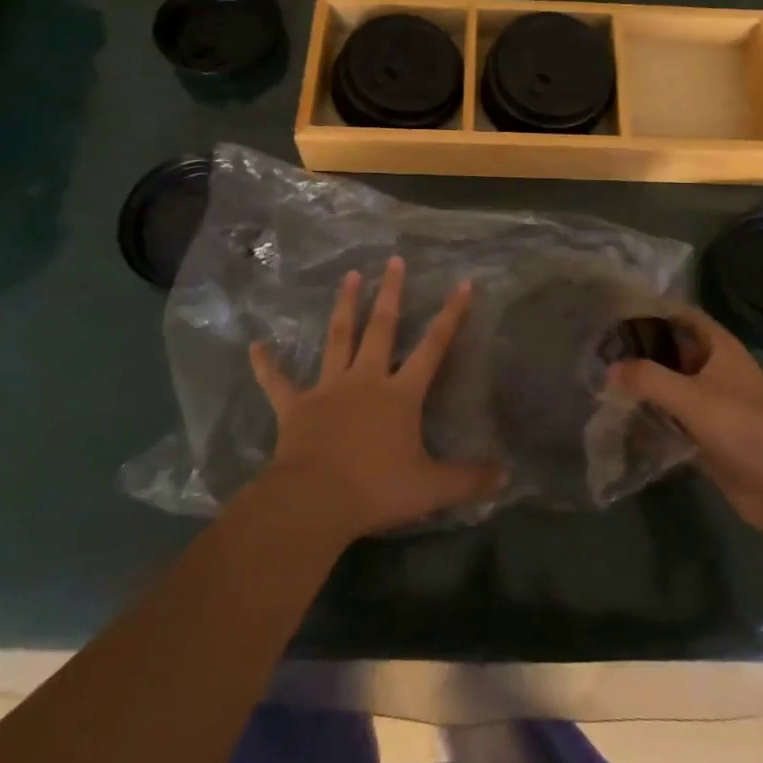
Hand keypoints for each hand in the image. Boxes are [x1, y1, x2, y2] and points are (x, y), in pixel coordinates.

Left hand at [249, 257, 503, 541]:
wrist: (314, 501)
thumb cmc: (376, 489)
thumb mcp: (432, 488)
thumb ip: (470, 479)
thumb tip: (507, 476)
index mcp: (400, 394)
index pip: (433, 347)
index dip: (451, 315)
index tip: (463, 284)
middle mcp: (366, 380)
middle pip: (381, 328)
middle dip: (390, 293)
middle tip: (393, 261)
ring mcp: (328, 389)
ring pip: (338, 339)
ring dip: (344, 307)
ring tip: (348, 276)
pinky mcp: (296, 407)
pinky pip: (278, 383)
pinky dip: (266, 365)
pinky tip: (255, 347)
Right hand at [608, 307, 762, 546]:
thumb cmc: (745, 429)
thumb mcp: (693, 399)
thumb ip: (648, 379)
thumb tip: (607, 370)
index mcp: (720, 346)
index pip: (680, 313)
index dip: (650, 308)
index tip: (612, 309)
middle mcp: (715, 367)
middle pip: (672, 347)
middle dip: (639, 346)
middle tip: (596, 346)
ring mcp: (711, 401)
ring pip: (670, 382)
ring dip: (642, 381)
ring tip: (599, 376)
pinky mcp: (706, 433)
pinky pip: (672, 414)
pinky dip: (650, 411)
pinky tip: (620, 413)